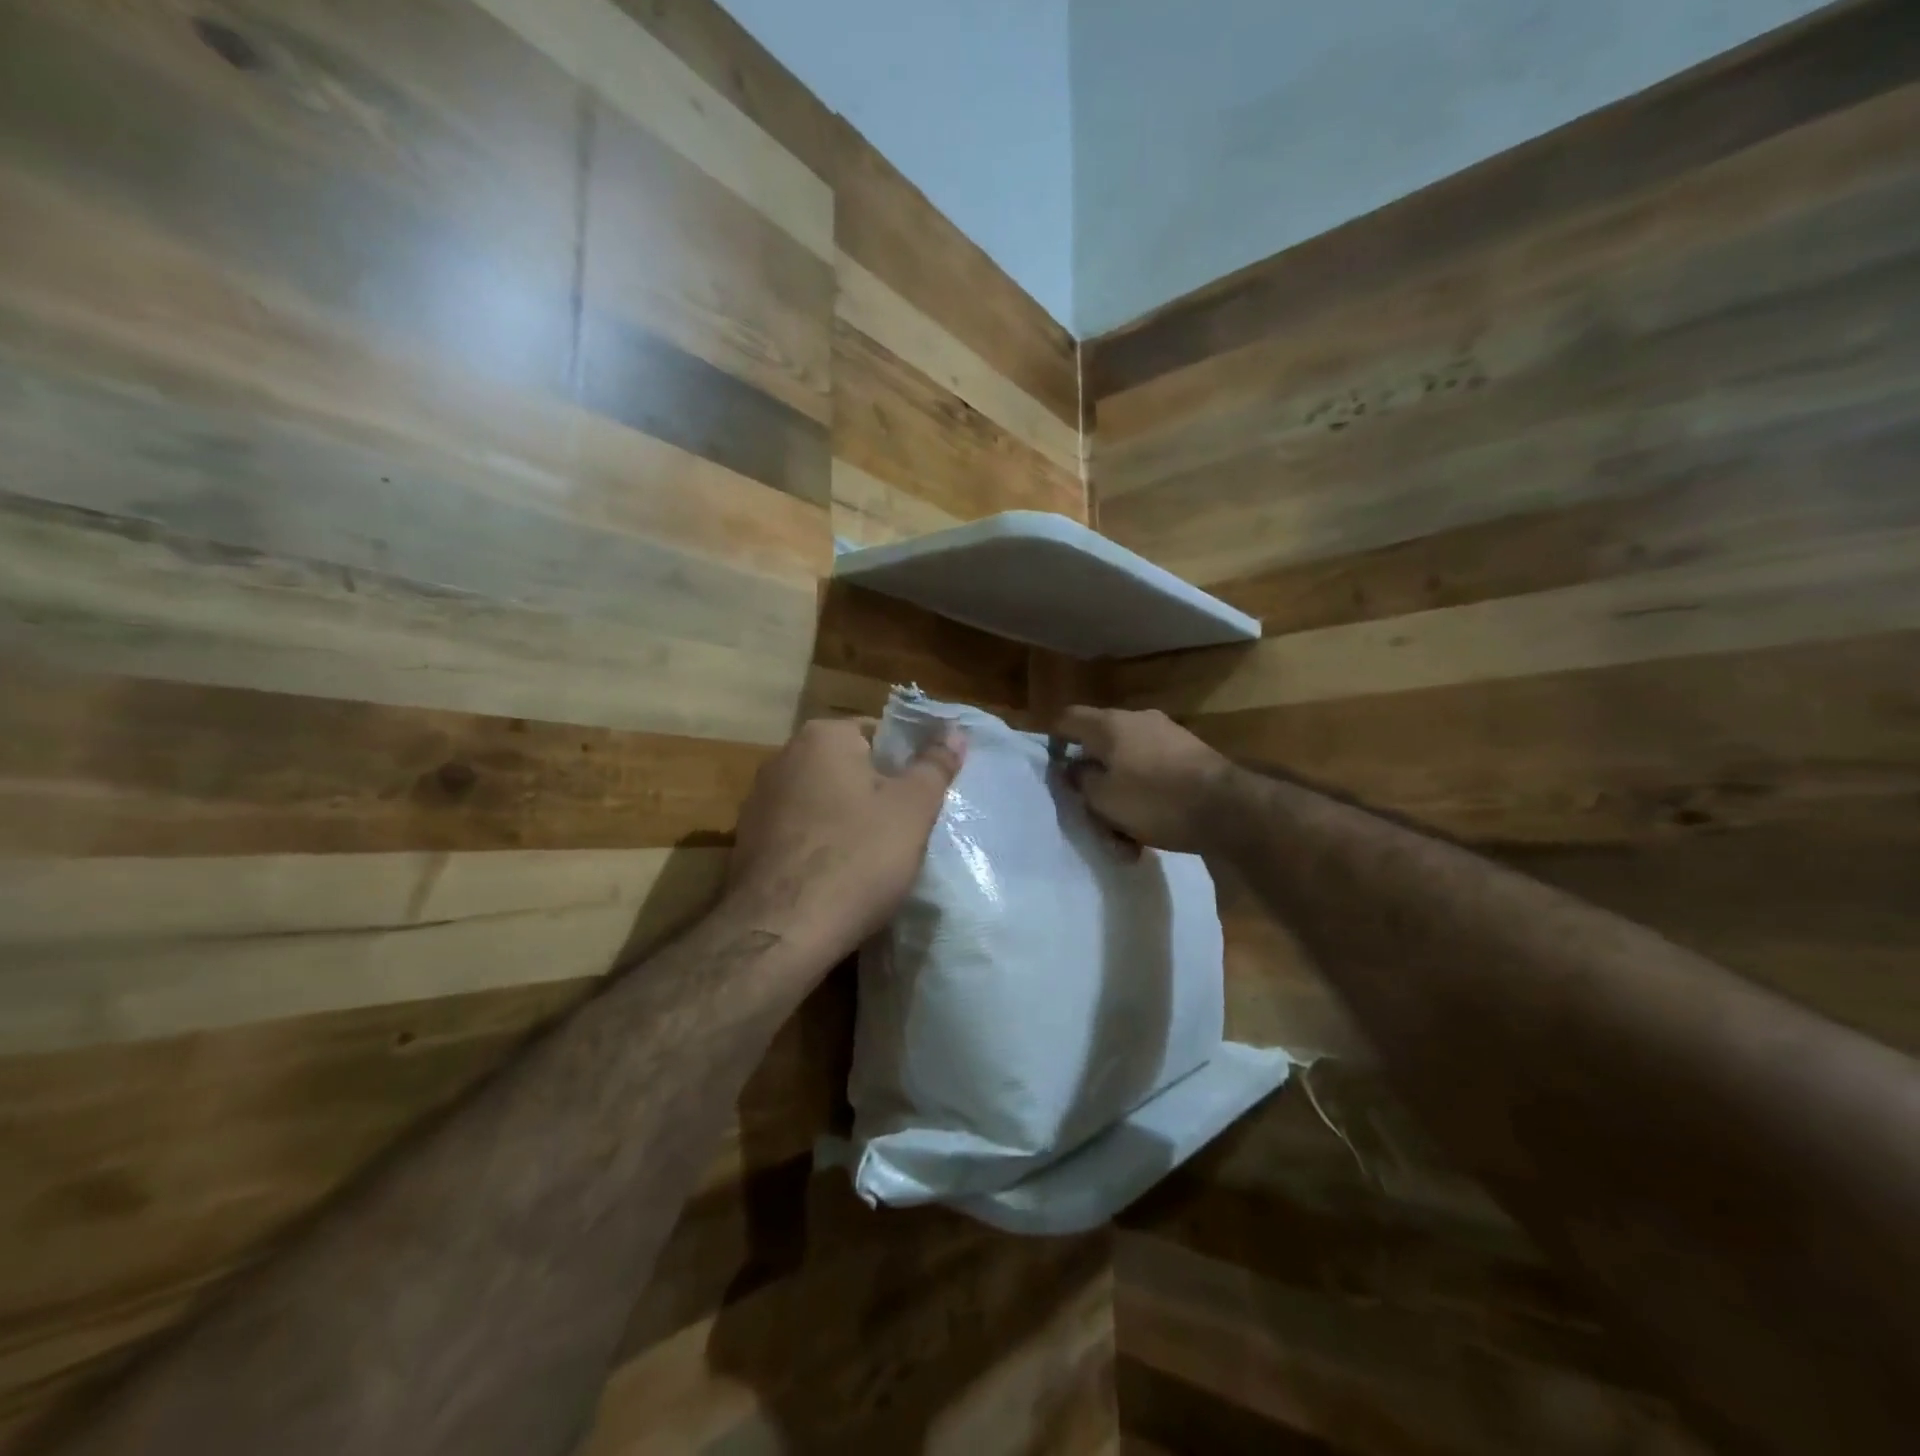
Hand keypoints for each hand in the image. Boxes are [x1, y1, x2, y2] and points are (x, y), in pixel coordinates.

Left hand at [725, 717, 966, 965]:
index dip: (907, 762)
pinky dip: (821, 843)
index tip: (923, 796)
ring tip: (875, 855)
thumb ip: (935, 765)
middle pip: (848, 765)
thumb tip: (955, 731)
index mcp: (823, 737)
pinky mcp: (748, 841)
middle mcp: (783, 756)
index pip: (878, 732)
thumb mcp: (913, 809)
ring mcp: (759, 800)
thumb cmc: (857, 858)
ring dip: (848, 818)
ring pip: (822, 799)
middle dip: (877, 791)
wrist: (781, 931)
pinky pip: (800, 830)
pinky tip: (838, 875)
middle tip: (907, 826)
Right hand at [1053, 706, 1233, 853]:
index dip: (1053, 739)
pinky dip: (1145, 798)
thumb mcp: (1103, 798)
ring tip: (1123, 837)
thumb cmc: (1154, 800)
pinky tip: (1149, 832)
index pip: (1068, 718)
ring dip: (1120, 796)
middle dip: (1093, 780)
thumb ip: (1080, 780)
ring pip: (1128, 766)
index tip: (1050, 767)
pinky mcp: (1190, 756)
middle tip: (1089, 811)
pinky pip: (1154, 775)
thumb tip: (1074, 768)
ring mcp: (1168, 736)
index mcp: (1110, 724)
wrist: (1228, 809)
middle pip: (1100, 746)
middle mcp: (1138, 721)